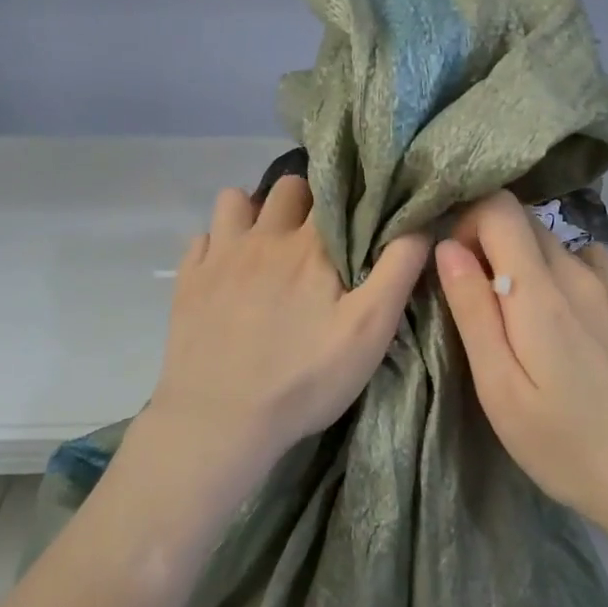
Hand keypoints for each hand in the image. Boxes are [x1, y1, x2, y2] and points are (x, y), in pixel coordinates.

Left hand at [147, 176, 429, 480]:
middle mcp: (264, 237)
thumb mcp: (370, 331)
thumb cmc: (305, 378)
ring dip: (254, 212)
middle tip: (316, 236)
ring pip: (235, 200)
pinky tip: (228, 272)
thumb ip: (398, 271)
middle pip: (286, 187)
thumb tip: (419, 224)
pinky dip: (217, 245)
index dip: (348, 198)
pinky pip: (202, 237)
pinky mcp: (188, 281)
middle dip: (305, 200)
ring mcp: (220, 256)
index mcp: (311, 246)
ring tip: (266, 245)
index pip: (333, 192)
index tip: (357, 216)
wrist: (220, 419)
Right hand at [435, 192, 607, 537]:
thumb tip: (448, 247)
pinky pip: (587, 262)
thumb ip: (473, 310)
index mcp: (542, 291)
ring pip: (555, 242)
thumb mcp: (501, 388)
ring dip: (526, 263)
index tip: (456, 270)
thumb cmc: (566, 445)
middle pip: (525, 222)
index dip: (467, 224)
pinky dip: (562, 274)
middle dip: (490, 246)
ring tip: (522, 322)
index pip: (499, 209)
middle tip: (481, 306)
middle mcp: (581, 273)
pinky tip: (565, 322)